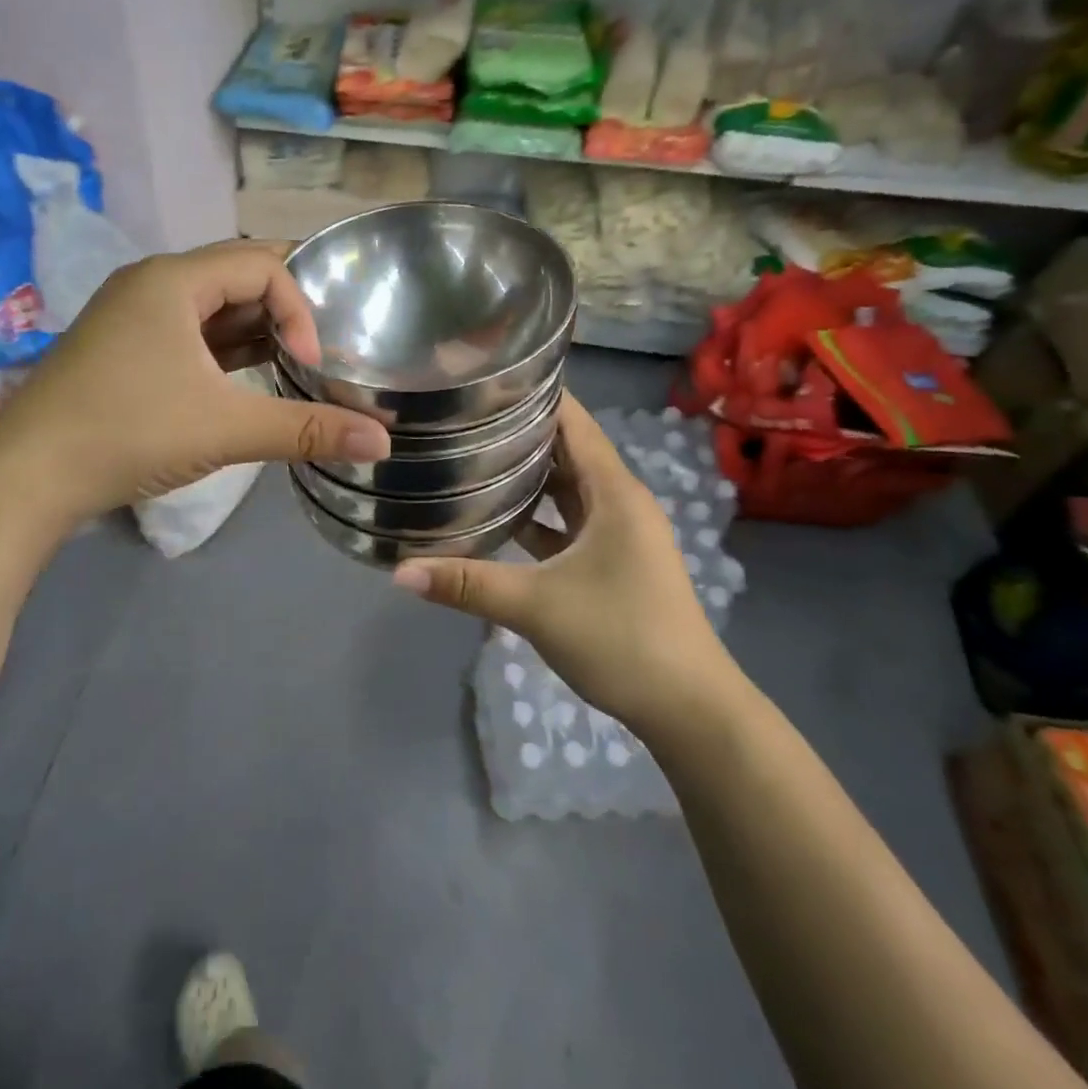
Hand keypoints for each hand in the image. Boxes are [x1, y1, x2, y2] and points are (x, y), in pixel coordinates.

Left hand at [0, 241, 390, 521]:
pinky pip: (190, 335)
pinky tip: (250, 380)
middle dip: (286, 311)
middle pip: (237, 277)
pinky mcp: (125, 351)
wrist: (27, 477)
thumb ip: (308, 430)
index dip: (300, 308)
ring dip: (256, 333)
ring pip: (212, 309)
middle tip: (325, 349)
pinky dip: (226, 352)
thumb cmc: (129, 432)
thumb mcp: (226, 428)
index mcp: (171, 280)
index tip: (311, 364)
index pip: (261, 264)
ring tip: (298, 366)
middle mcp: (151, 285)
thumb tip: (384, 442)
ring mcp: (132, 318)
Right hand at [392, 393, 735, 725]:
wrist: (688, 708)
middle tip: (463, 417)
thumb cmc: (621, 638)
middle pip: (568, 452)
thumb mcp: (537, 606)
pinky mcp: (614, 563)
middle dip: (521, 433)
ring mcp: (619, 535)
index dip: (535, 396)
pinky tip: (499, 520)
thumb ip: (467, 584)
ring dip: (529, 476)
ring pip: (568, 490)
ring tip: (472, 457)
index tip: (485, 380)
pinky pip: (569, 524)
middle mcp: (620, 502)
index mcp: (614, 492)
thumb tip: (399, 571)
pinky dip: (538, 517)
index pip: (574, 422)